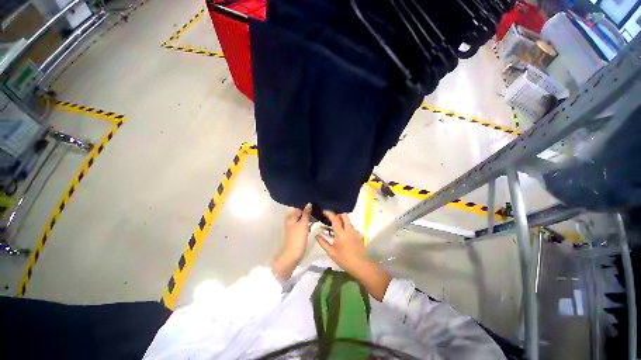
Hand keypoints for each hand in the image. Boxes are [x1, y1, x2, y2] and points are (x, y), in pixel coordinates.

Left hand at [272, 204, 311, 281]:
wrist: (293, 254)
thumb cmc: (298, 238)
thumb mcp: (303, 224)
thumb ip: (306, 213)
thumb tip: (309, 203)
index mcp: (291, 217)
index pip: (300, 208)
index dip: (307, 207)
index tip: (316, 206)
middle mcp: (291, 220)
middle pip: (301, 213)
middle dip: (309, 212)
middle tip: (318, 211)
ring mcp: (294, 226)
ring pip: (303, 218)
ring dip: (310, 217)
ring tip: (318, 216)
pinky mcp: (298, 231)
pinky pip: (304, 224)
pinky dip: (308, 223)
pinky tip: (314, 223)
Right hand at [315, 212, 367, 275]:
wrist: (362, 266)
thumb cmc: (345, 260)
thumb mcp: (331, 253)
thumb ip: (323, 243)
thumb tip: (316, 236)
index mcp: (341, 233)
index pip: (335, 219)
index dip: (329, 213)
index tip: (324, 211)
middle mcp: (349, 229)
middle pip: (344, 216)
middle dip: (338, 214)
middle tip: (332, 219)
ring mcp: (355, 231)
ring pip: (348, 221)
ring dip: (343, 221)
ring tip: (337, 228)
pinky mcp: (359, 235)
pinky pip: (352, 227)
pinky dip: (347, 227)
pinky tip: (344, 236)